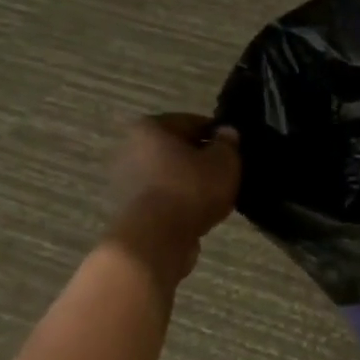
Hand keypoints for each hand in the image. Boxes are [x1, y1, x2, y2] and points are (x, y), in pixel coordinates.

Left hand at [105, 114, 240, 284]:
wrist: (156, 238)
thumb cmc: (191, 189)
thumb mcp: (224, 161)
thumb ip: (228, 143)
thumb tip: (226, 133)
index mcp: (151, 127)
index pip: (193, 122)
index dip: (218, 135)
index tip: (234, 150)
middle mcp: (130, 147)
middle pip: (177, 149)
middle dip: (200, 159)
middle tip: (226, 173)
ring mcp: (125, 179)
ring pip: (169, 174)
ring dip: (189, 182)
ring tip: (215, 196)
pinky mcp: (128, 207)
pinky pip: (162, 197)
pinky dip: (179, 201)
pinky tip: (198, 212)